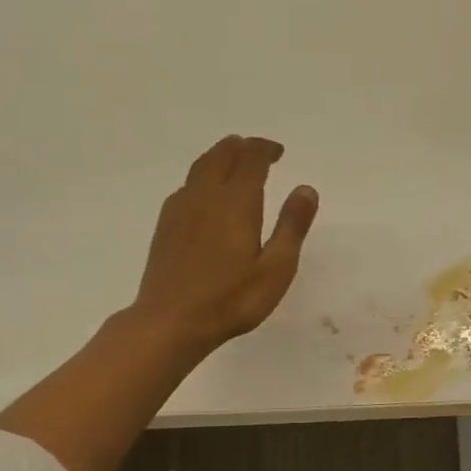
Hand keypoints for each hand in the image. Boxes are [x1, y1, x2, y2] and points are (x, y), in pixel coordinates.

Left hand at [132, 135, 319, 355]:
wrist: (170, 322)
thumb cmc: (231, 299)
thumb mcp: (276, 268)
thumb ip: (292, 226)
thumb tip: (305, 189)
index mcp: (235, 202)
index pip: (250, 160)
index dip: (265, 150)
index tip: (278, 152)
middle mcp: (205, 196)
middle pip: (221, 156)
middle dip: (241, 148)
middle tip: (257, 152)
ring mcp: (180, 210)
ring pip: (200, 168)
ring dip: (219, 158)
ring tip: (233, 163)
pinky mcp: (165, 226)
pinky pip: (186, 186)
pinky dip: (202, 177)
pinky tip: (205, 195)